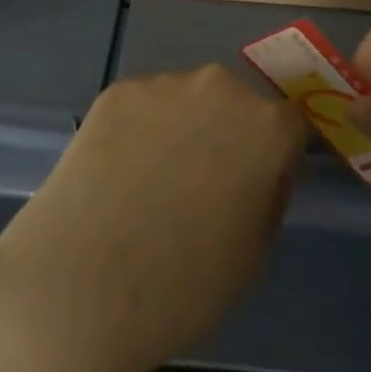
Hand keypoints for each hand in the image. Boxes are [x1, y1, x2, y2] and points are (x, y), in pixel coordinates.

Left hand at [0, 64, 306, 371]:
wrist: (79, 283)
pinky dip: (139, 130)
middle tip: (202, 186)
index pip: (291, 124)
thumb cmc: (181, 287)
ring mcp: (164, 84)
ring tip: (150, 184)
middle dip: (228, 134)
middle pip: (236, 104)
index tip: (260, 183)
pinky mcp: (118, 90)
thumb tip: (261, 175)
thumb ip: (267, 199)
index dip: (278, 154)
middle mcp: (219, 88)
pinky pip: (144, 106)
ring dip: (182, 128)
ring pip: (187, 101)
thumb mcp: (251, 258)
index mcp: (264, 128)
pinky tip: (117, 174)